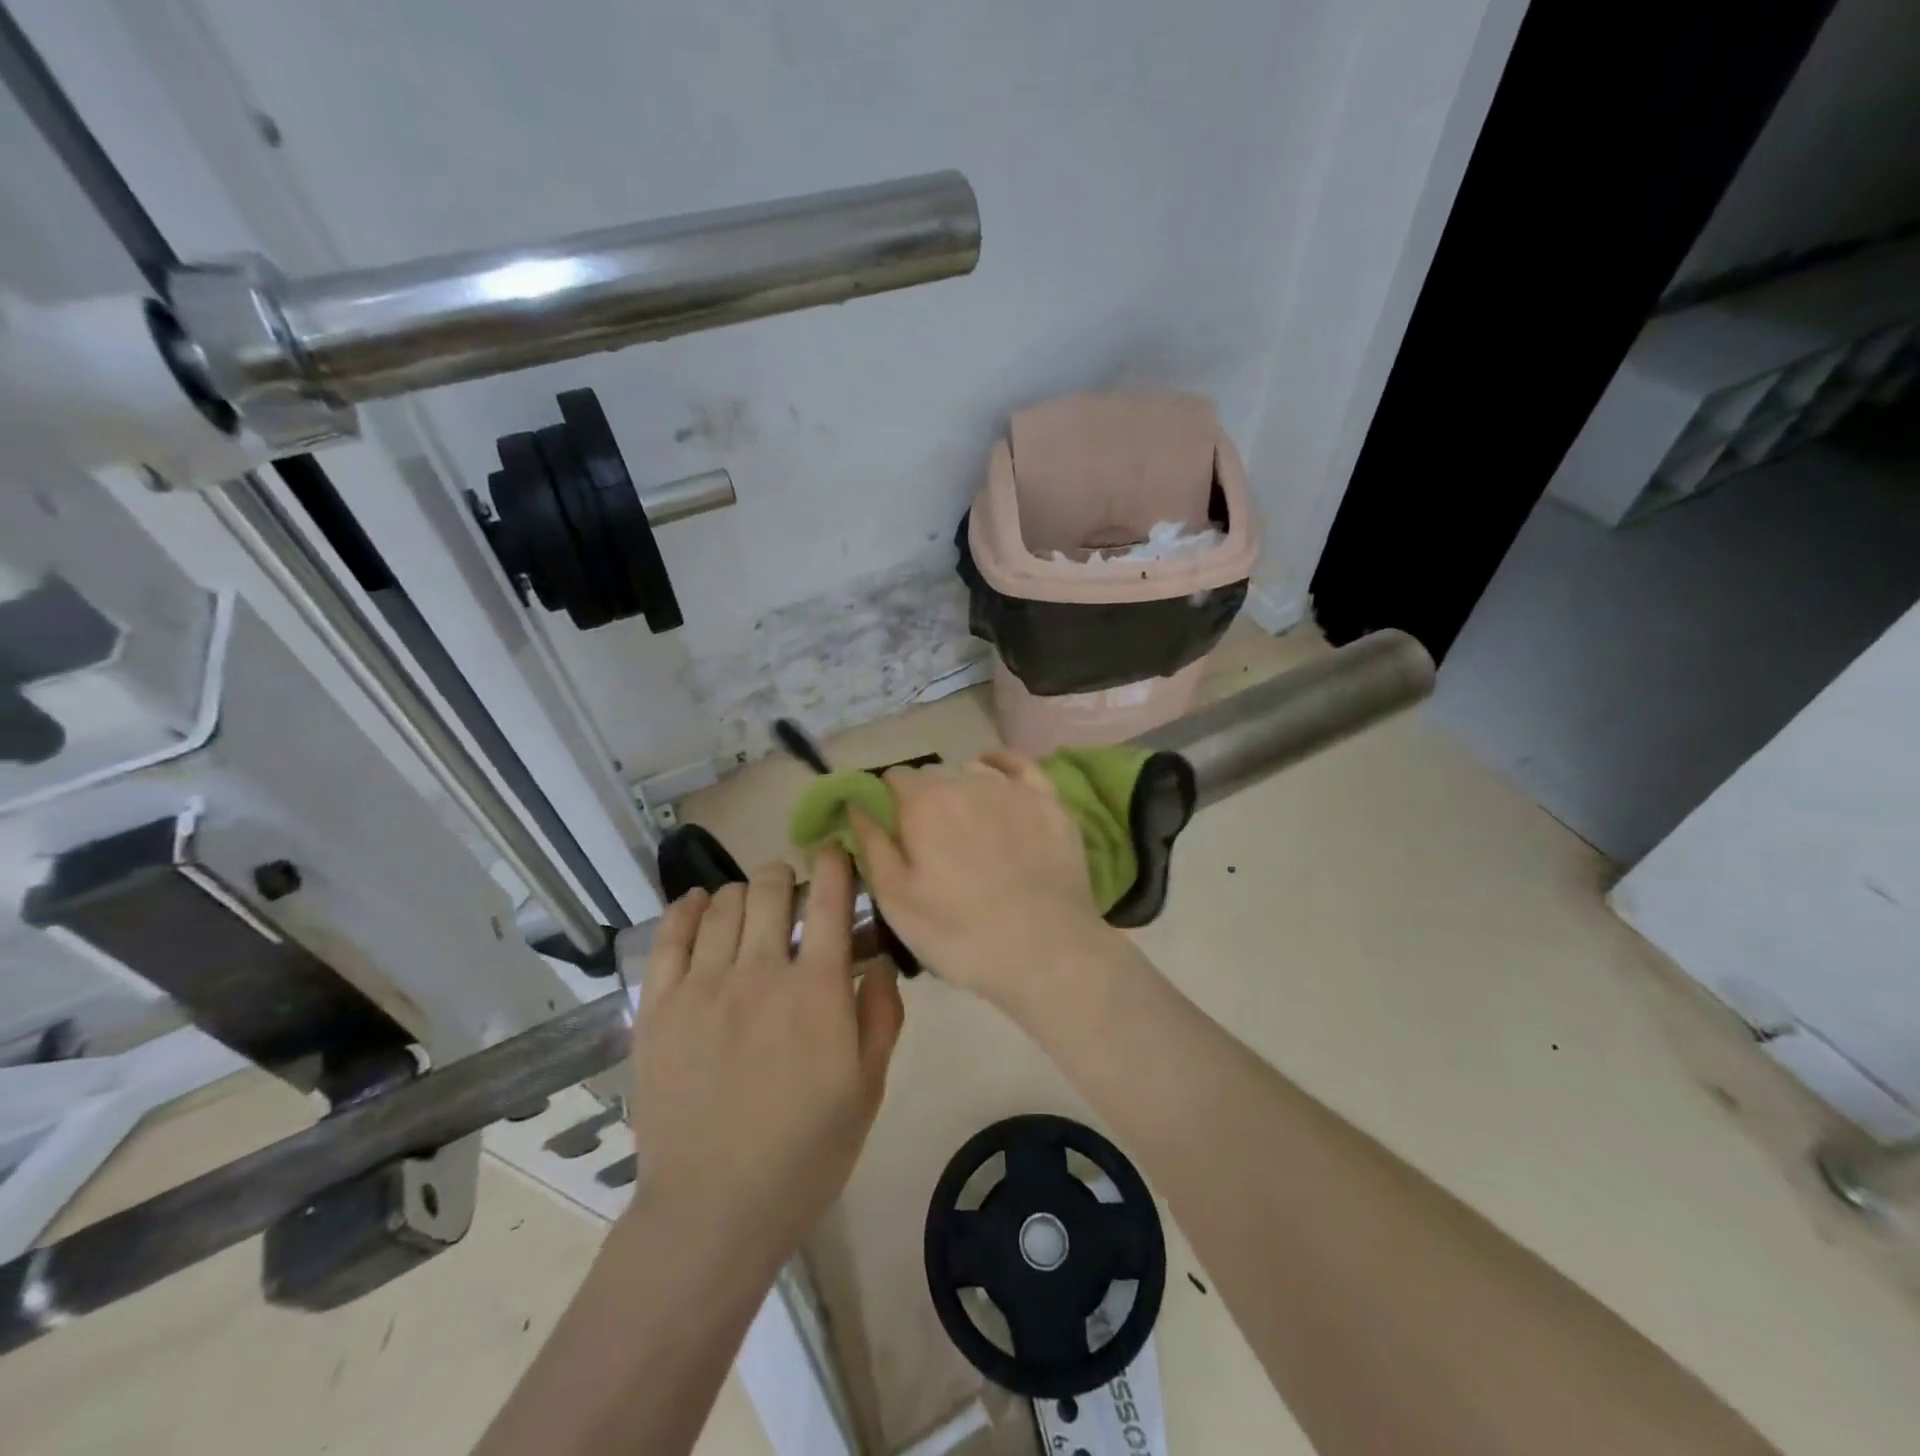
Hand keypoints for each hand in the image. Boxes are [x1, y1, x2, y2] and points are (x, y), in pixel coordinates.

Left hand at [618, 849, 903, 1251]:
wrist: (713, 1209)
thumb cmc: (804, 1152)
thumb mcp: (868, 1088)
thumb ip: (882, 1014)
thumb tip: (881, 957)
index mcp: (817, 990)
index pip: (829, 898)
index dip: (834, 863)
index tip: (835, 855)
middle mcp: (760, 971)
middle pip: (770, 887)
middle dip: (787, 876)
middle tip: (792, 895)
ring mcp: (703, 985)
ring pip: (724, 903)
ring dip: (745, 893)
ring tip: (751, 911)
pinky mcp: (659, 1006)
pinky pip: (671, 935)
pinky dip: (689, 908)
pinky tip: (700, 905)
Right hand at [851, 751, 1114, 1011]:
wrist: (1046, 951)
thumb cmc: (960, 932)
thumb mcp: (895, 899)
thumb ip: (871, 843)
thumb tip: (855, 803)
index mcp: (923, 802)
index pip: (892, 779)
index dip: (887, 804)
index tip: (893, 833)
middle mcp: (965, 780)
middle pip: (933, 775)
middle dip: (925, 800)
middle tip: (931, 844)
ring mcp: (1011, 787)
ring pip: (973, 771)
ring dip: (962, 789)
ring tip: (968, 828)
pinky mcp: (1049, 801)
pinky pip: (1019, 765)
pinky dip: (1002, 764)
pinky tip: (995, 773)